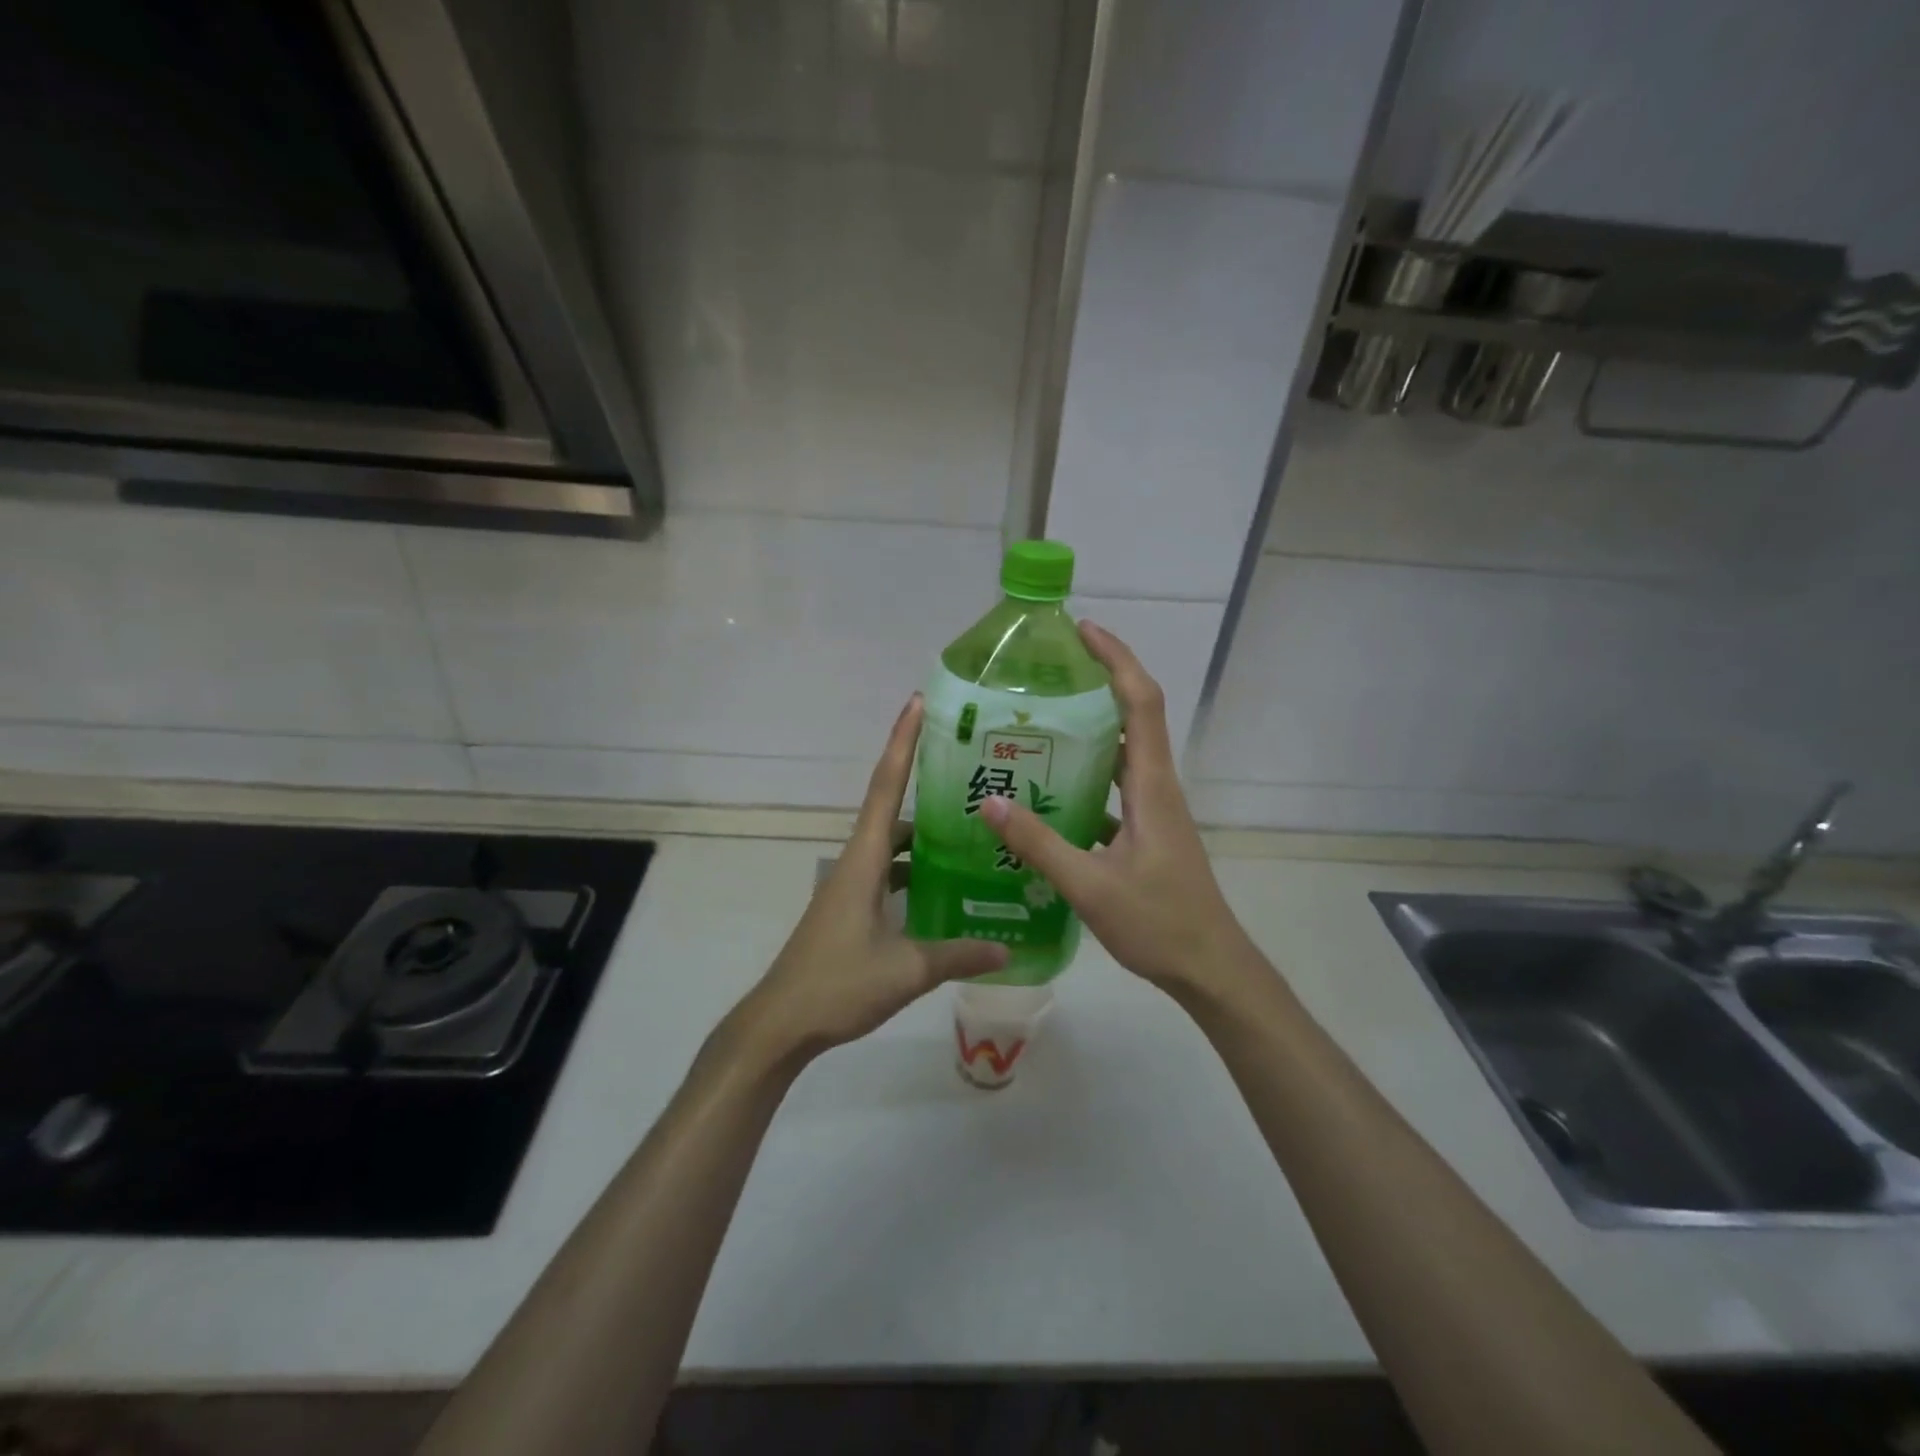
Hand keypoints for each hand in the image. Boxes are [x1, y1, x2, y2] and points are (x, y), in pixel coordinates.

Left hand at [734, 695, 1007, 1067]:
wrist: (781, 1023)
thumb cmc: (838, 984)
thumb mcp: (907, 969)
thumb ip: (959, 953)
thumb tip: (1007, 948)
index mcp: (863, 859)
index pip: (884, 786)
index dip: (902, 742)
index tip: (918, 703)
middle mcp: (855, 862)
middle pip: (890, 808)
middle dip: (924, 784)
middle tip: (971, 773)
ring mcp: (851, 887)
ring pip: (892, 846)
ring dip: (923, 834)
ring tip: (970, 830)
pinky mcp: (851, 910)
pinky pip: (889, 874)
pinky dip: (915, 870)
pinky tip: (946, 886)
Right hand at [979, 623, 1257, 1002]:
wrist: (1210, 968)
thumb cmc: (1160, 923)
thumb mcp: (1090, 886)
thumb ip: (1038, 843)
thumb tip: (988, 801)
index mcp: (1151, 786)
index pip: (1140, 702)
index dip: (1116, 659)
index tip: (1083, 630)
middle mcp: (1155, 787)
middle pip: (1133, 717)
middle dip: (1097, 684)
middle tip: (1045, 675)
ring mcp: (1153, 811)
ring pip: (1121, 755)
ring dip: (1089, 732)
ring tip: (1036, 726)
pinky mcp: (1145, 834)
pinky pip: (1112, 791)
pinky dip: (1083, 780)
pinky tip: (1044, 797)